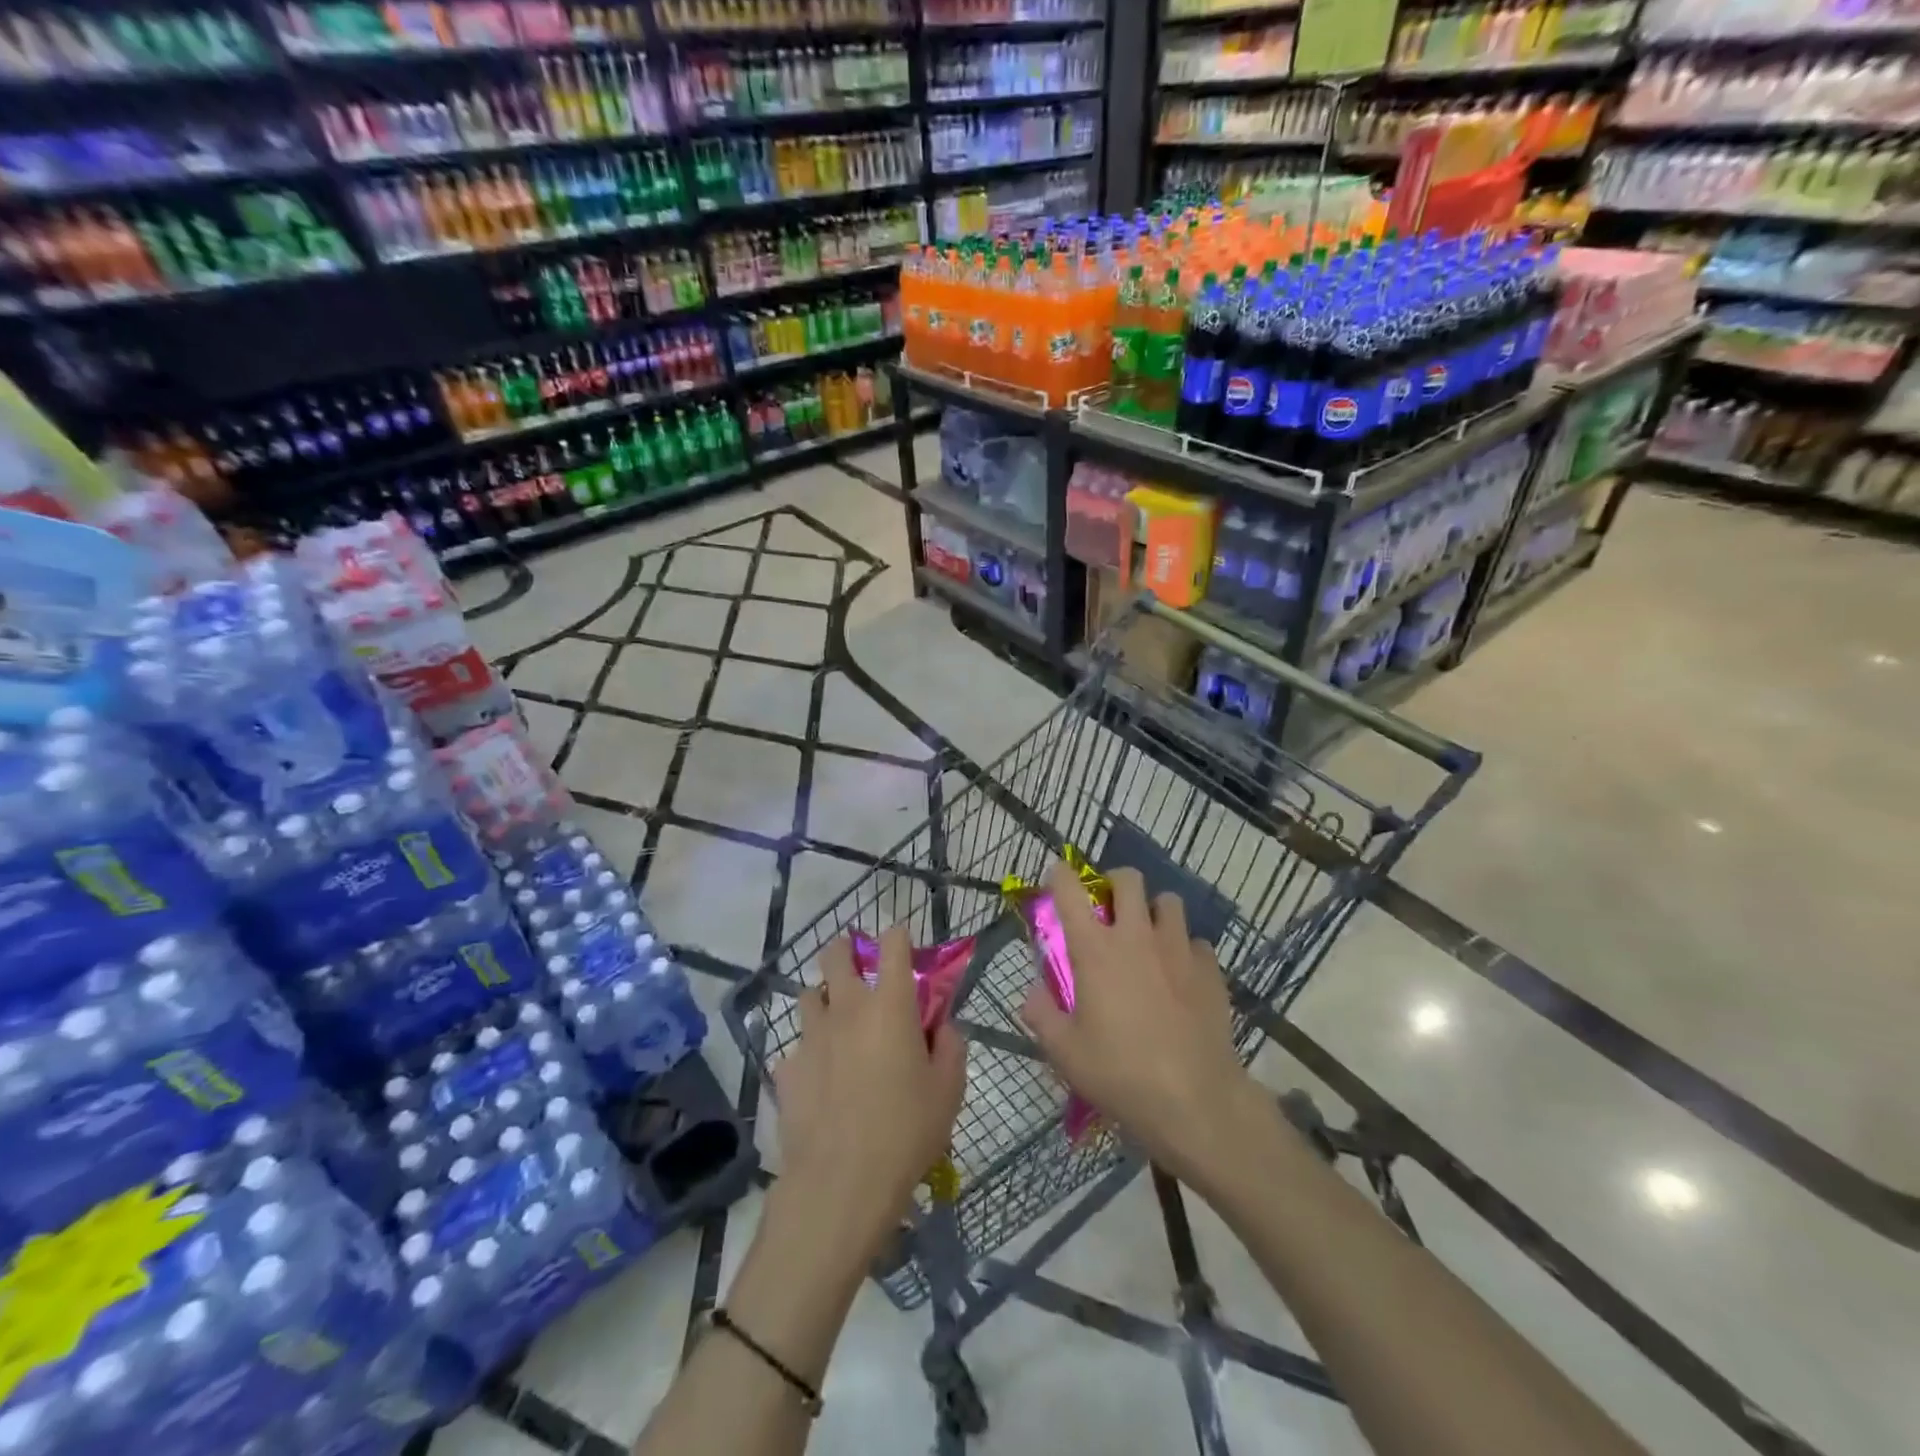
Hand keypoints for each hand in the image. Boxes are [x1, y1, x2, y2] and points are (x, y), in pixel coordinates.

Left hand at [772, 926, 966, 1261]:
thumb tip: (943, 1026)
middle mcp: (846, 1007)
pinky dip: (809, 1052)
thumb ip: (951, 1047)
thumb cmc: (906, 1132)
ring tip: (837, 1023)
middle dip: (845, 950)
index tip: (902, 943)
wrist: (840, 1183)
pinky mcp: (786, 1068)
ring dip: (823, 999)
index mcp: (890, 1005)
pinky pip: (796, 1046)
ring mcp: (810, 1036)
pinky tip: (819, 1080)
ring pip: (808, 995)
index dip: (898, 936)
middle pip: (836, 954)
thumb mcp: (948, 1091)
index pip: (893, 944)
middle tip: (857, 966)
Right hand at [1020, 863, 1264, 1194]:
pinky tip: (1181, 976)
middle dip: (1114, 884)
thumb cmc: (1120, 1074)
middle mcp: (1136, 936)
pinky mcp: (1210, 970)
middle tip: (1108, 909)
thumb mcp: (1064, 1052)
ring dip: (1154, 912)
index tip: (1058, 877)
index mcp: (1095, 950)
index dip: (1061, 875)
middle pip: (1128, 880)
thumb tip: (1031, 993)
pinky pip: (1196, 942)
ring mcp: (1178, 949)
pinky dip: (1185, 950)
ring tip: (1149, 938)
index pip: (1070, 891)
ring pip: (1169, 902)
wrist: (1196, 1101)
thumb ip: (1041, 1015)